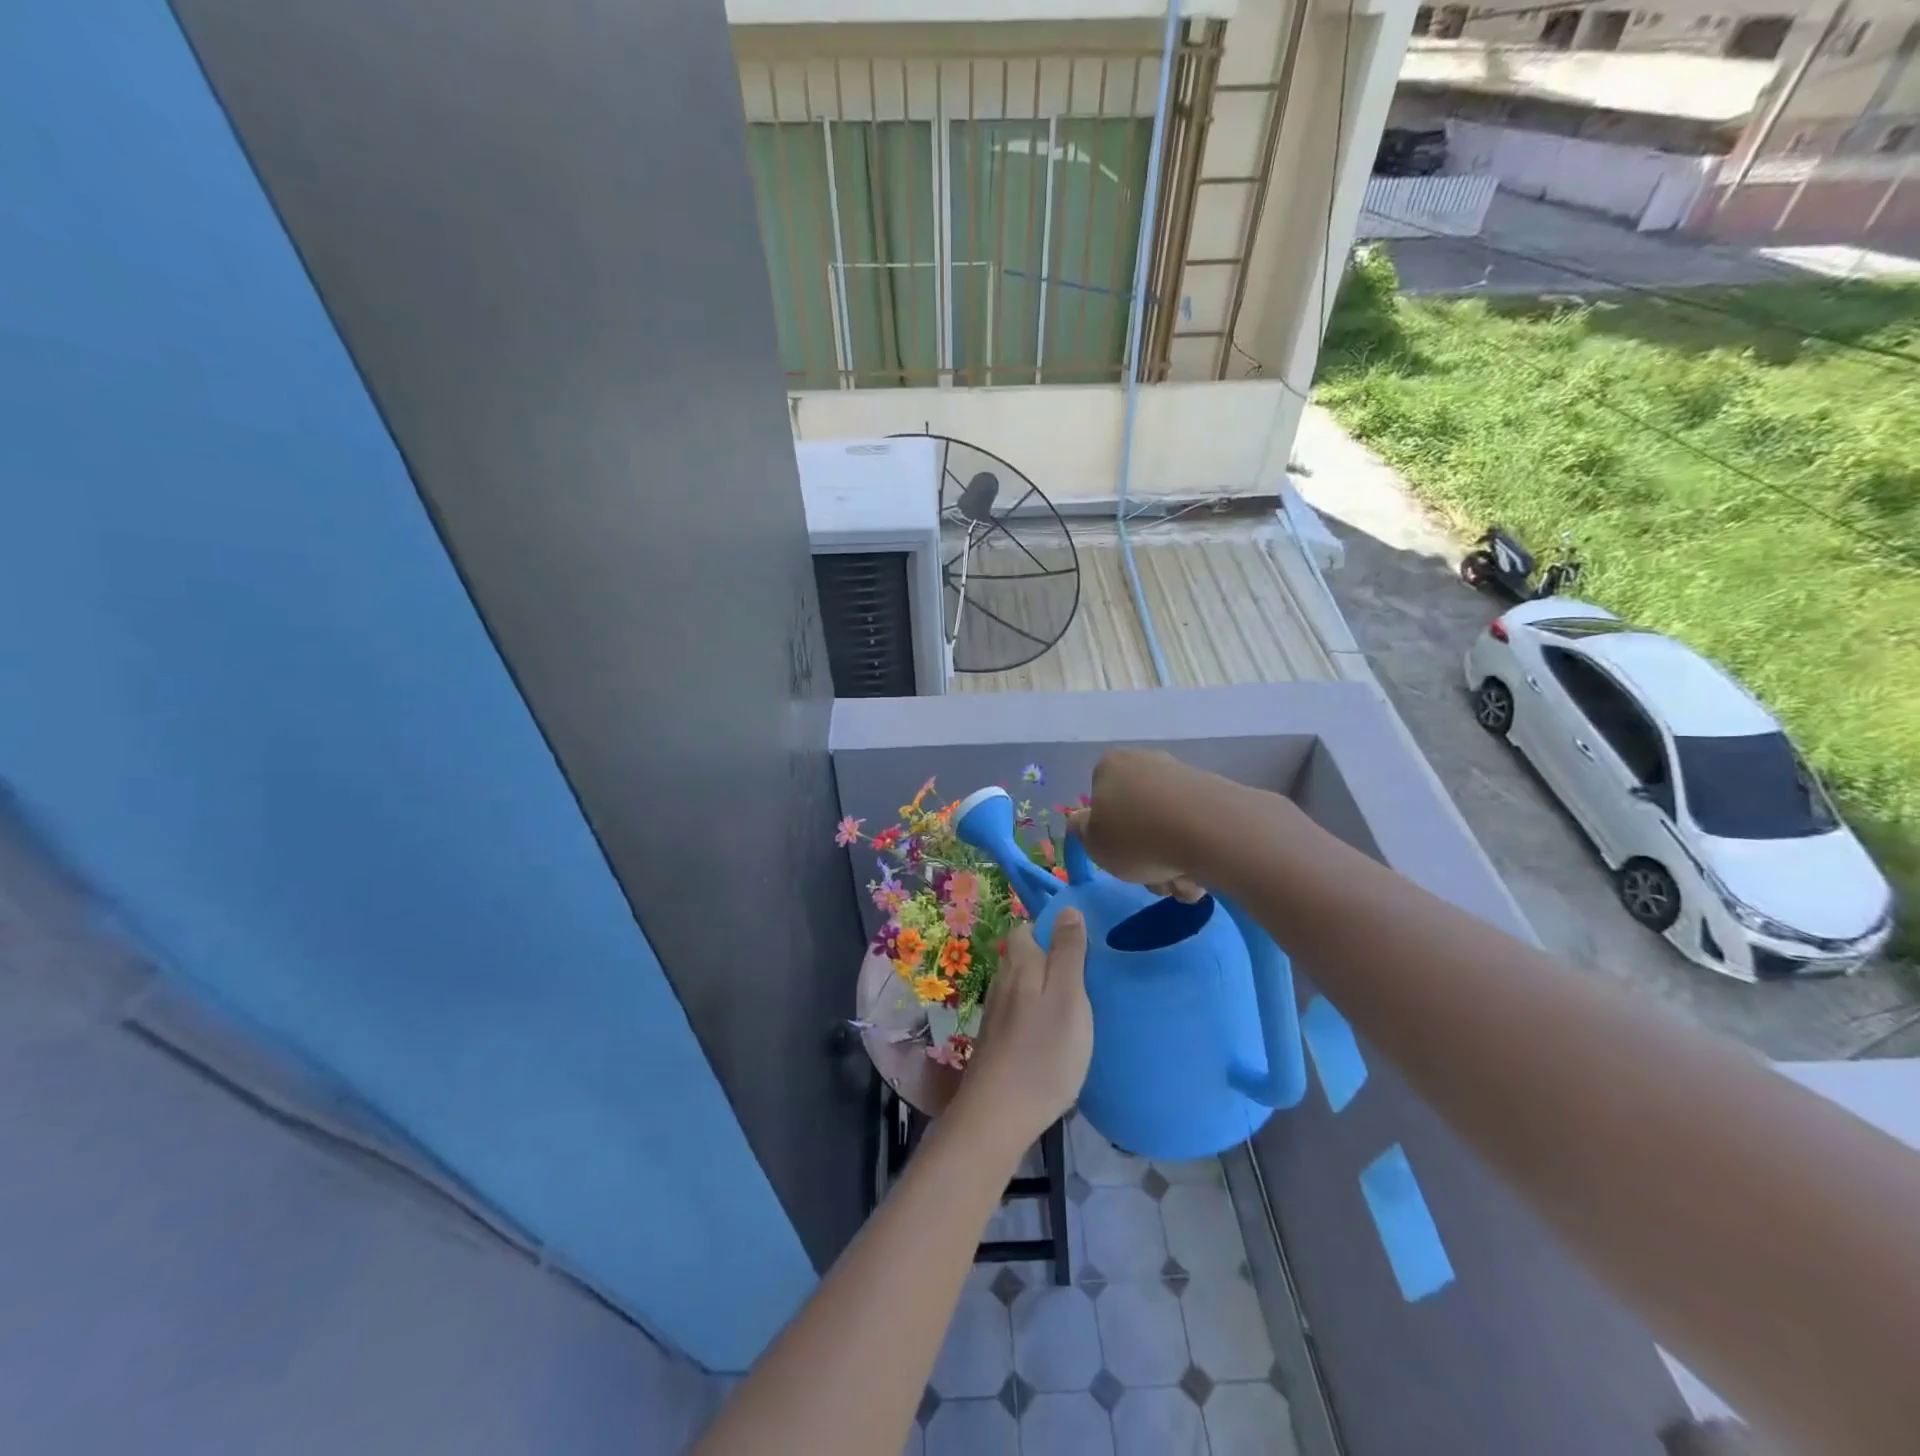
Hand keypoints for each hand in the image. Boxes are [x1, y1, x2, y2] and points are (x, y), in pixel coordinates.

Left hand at [958, 913, 1091, 1143]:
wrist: (998, 1114)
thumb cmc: (1043, 1053)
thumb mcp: (1068, 997)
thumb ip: (1068, 952)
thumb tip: (1067, 909)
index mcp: (1021, 965)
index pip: (1026, 929)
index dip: (1049, 930)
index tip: (1079, 944)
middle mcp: (1002, 982)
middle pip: (1022, 957)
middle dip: (1047, 958)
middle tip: (1083, 976)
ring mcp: (995, 1013)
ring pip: (1019, 986)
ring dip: (1041, 988)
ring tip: (1073, 1004)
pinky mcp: (995, 1041)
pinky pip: (1017, 1013)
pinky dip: (1034, 1014)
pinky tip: (1051, 1034)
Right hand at [1067, 749, 1207, 902]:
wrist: (1211, 831)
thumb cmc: (1137, 837)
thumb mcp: (1094, 844)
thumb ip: (1083, 832)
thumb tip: (1083, 820)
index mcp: (1110, 766)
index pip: (1100, 800)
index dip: (1107, 834)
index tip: (1119, 858)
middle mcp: (1147, 762)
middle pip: (1138, 819)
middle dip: (1145, 856)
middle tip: (1153, 880)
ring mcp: (1184, 777)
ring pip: (1168, 830)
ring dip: (1171, 864)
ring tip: (1181, 883)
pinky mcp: (1217, 794)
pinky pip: (1197, 831)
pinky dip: (1196, 856)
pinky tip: (1203, 876)